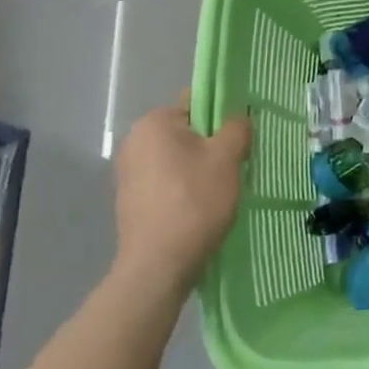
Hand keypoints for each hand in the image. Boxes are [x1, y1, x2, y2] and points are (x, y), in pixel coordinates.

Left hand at [111, 97, 251, 291]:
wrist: (158, 265)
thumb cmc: (194, 202)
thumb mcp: (227, 158)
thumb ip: (237, 128)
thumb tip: (238, 118)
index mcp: (154, 122)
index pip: (197, 102)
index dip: (223, 116)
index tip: (240, 139)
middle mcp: (134, 140)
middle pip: (187, 131)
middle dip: (211, 145)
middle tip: (235, 165)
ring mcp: (128, 172)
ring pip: (177, 158)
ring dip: (199, 168)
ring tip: (220, 190)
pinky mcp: (130, 199)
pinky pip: (166, 181)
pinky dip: (184, 187)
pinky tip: (200, 207)